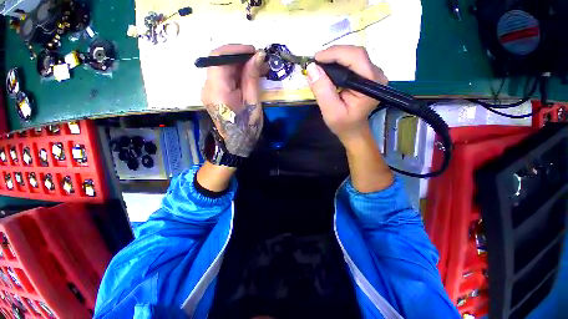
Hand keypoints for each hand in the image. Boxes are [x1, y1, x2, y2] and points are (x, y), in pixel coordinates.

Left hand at [201, 44, 267, 156]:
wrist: (237, 143)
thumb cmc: (247, 127)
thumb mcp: (253, 102)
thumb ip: (252, 77)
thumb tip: (258, 55)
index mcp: (217, 90)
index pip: (219, 57)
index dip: (236, 49)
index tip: (254, 51)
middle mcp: (207, 87)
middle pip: (219, 60)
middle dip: (240, 56)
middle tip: (259, 60)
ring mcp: (208, 90)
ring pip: (221, 67)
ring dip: (239, 64)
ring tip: (258, 69)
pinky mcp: (213, 93)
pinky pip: (223, 77)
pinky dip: (236, 73)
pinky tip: (249, 76)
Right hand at [306, 45, 387, 143]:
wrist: (353, 129)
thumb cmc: (343, 124)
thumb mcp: (330, 111)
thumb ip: (322, 91)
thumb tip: (311, 67)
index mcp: (371, 84)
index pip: (356, 57)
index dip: (335, 53)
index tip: (315, 59)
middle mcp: (377, 75)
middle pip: (355, 54)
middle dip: (333, 55)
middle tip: (315, 63)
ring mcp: (373, 73)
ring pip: (353, 56)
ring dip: (335, 58)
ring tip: (319, 66)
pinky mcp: (367, 74)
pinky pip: (352, 62)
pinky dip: (338, 63)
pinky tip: (328, 69)